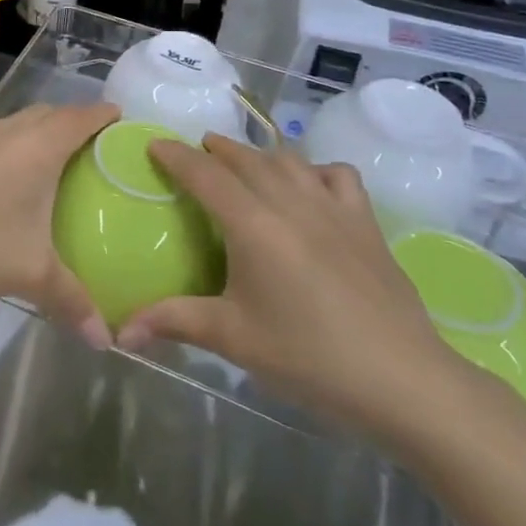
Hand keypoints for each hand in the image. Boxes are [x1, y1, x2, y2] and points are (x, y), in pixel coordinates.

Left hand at [0, 103, 119, 349]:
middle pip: (45, 113)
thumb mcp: (29, 274)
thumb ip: (71, 301)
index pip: (79, 118)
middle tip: (88, 145)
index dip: (102, 115)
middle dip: (69, 121)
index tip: (119, 117)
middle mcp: (4, 132)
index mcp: (35, 148)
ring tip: (43, 163)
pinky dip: (1, 149)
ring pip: (11, 124)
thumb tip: (105, 339)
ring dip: (31, 133)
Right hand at [117, 135, 472, 449]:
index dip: (176, 156)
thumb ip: (174, 322)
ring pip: (288, 160)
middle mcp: (291, 202)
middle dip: (215, 150)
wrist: (404, 380)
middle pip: (245, 158)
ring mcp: (333, 208)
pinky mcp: (366, 223)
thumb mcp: (234, 339)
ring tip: (242, 163)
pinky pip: (336, 175)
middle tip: (194, 155)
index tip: (154, 144)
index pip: (204, 174)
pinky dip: (315, 170)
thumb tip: (120, 331)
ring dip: (259, 154)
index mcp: (252, 224)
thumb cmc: (310, 357)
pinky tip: (310, 187)